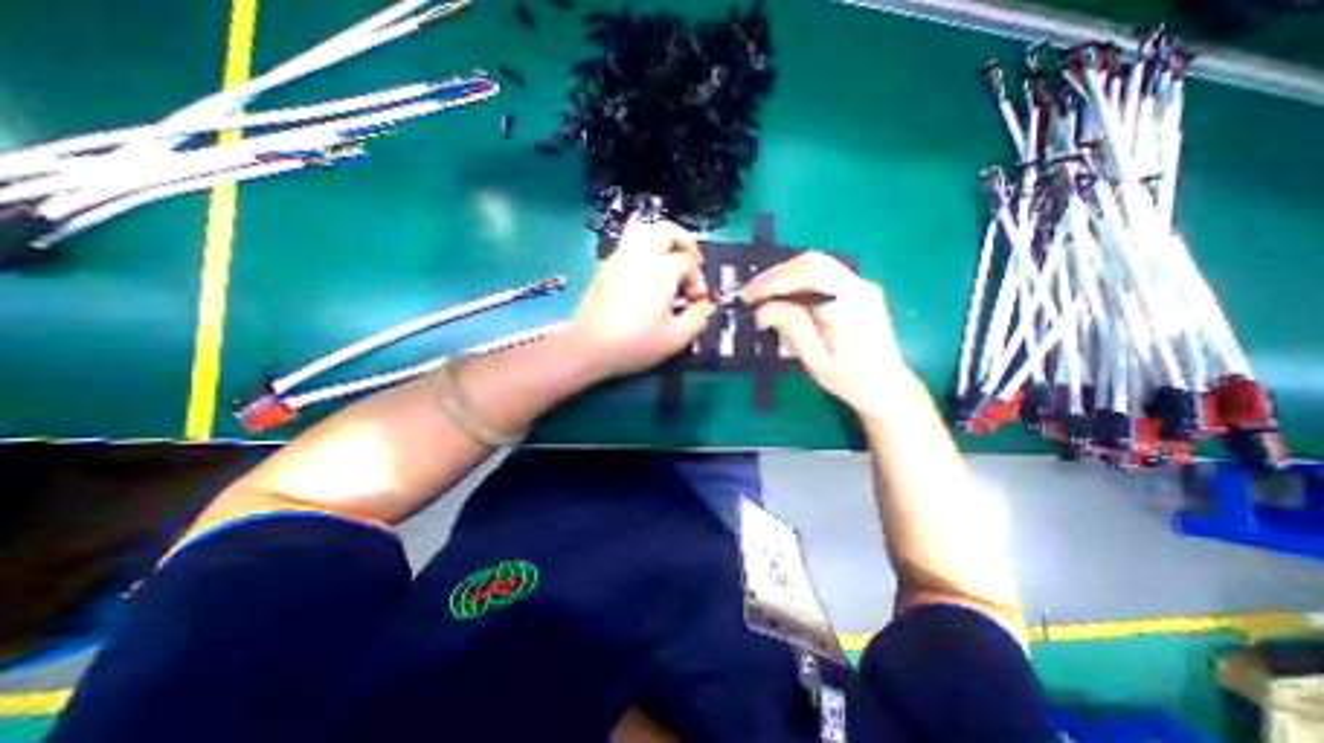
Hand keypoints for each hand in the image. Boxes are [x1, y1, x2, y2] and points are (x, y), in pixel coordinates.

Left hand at [565, 217, 714, 383]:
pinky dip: (644, 251)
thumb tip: (703, 307)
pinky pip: (629, 246)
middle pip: (666, 231)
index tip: (695, 303)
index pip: (688, 262)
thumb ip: (698, 319)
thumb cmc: (635, 342)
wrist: (589, 346)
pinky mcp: (605, 268)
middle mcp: (640, 255)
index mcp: (661, 269)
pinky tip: (646, 275)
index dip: (698, 281)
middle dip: (685, 242)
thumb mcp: (676, 338)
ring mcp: (619, 259)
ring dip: (662, 241)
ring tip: (669, 261)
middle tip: (692, 261)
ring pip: (643, 232)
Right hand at [742, 252, 915, 417]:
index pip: (809, 274)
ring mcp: (861, 285)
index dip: (773, 280)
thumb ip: (793, 328)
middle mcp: (859, 287)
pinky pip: (823, 275)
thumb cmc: (850, 380)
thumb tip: (763, 309)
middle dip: (776, 275)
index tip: (748, 297)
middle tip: (750, 295)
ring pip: (817, 265)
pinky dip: (797, 281)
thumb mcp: (816, 360)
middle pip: (812, 262)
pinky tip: (785, 298)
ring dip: (785, 277)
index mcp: (850, 305)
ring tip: (762, 297)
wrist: (887, 387)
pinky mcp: (858, 290)